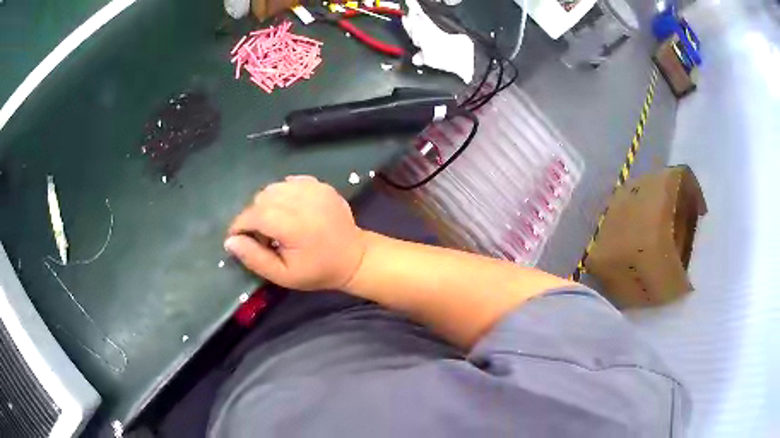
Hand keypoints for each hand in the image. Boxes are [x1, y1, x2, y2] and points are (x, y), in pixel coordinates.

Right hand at [225, 176, 366, 290]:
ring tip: (275, 223)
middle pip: (262, 197)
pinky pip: (290, 182)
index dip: (240, 224)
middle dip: (253, 215)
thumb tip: (230, 241)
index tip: (236, 237)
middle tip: (261, 235)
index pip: (255, 215)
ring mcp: (315, 189)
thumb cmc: (317, 271)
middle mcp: (304, 201)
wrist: (354, 257)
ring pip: (274, 187)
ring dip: (267, 204)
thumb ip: (255, 258)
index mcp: (295, 225)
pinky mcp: (321, 185)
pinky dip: (282, 194)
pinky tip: (289, 211)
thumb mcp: (283, 275)